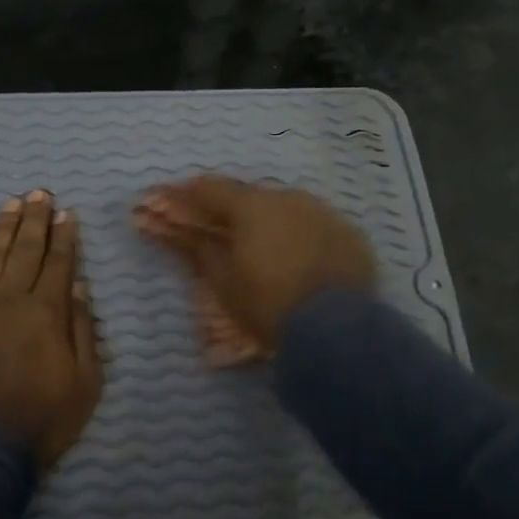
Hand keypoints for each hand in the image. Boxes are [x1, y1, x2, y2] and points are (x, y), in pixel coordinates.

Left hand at [0, 191, 103, 469]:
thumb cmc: (44, 418)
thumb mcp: (86, 380)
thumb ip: (82, 328)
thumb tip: (77, 284)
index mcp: (47, 312)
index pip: (59, 262)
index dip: (65, 236)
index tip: (68, 212)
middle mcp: (11, 300)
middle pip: (25, 250)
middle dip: (36, 219)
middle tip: (39, 193)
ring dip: (4, 228)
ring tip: (13, 204)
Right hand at [135, 176, 374, 358]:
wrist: (336, 329)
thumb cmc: (269, 304)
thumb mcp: (224, 281)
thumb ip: (199, 248)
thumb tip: (178, 230)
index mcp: (252, 205)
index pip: (210, 189)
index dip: (186, 195)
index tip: (168, 201)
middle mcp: (289, 197)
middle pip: (249, 197)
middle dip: (228, 210)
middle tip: (213, 228)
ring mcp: (323, 213)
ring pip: (284, 210)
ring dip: (265, 222)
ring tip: (256, 245)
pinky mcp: (349, 234)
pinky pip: (314, 227)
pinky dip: (297, 236)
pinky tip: (294, 256)